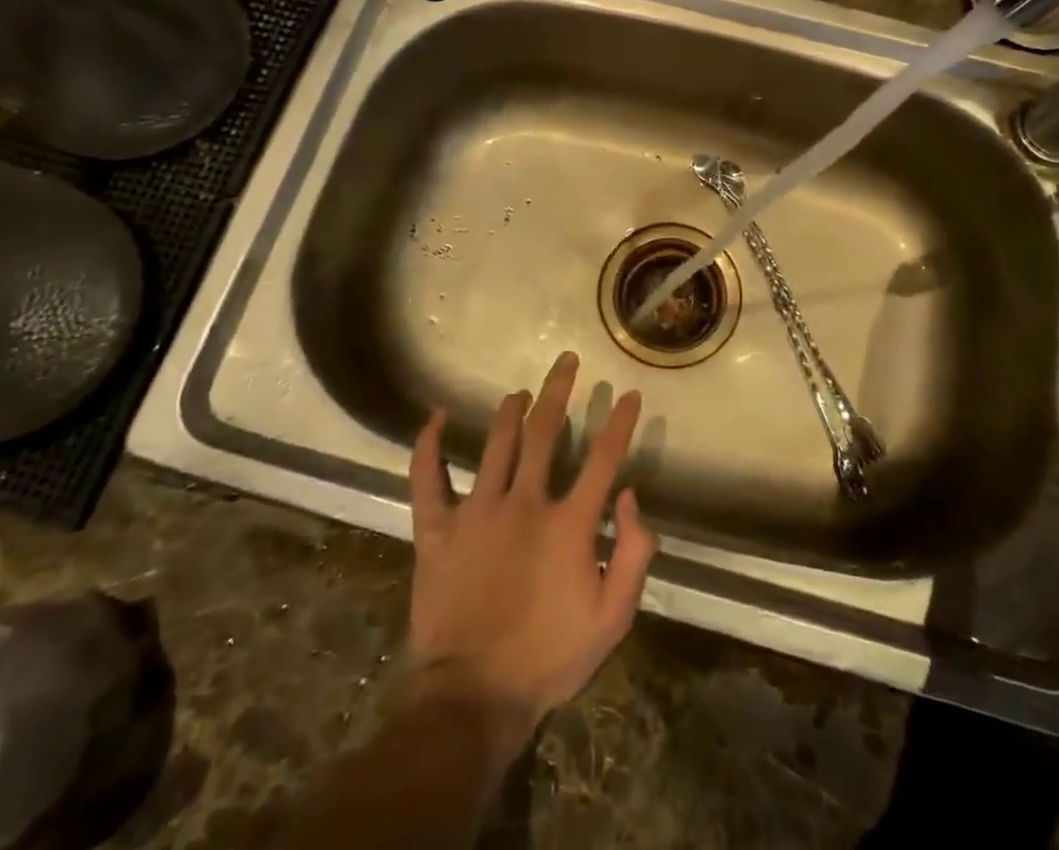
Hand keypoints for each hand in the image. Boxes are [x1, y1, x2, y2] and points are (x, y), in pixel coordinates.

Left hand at [405, 351, 655, 741]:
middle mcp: (524, 503)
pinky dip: (428, 446)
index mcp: (568, 524)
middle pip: (545, 432)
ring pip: (496, 444)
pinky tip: (432, 417)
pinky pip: (427, 479)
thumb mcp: (612, 618)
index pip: (602, 459)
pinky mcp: (436, 530)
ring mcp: (477, 512)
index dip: (619, 423)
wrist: (474, 698)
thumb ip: (632, 554)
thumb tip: (631, 496)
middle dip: (558, 391)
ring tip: (520, 391)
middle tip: (565, 360)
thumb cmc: (549, 658)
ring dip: (510, 411)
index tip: (628, 394)